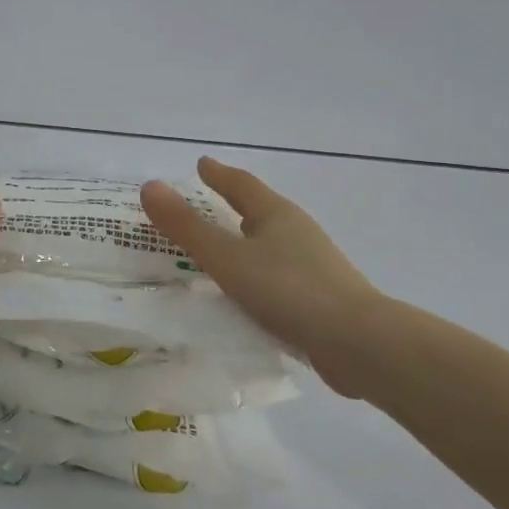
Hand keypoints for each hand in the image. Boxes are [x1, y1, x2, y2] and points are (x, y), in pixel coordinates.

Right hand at [141, 157, 377, 365]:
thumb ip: (187, 227)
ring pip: (270, 246)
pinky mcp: (319, 299)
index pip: (242, 185)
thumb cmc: (288, 290)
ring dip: (246, 243)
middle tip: (206, 204)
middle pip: (260, 212)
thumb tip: (150, 186)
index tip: (201, 164)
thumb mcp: (228, 258)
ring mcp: (313, 266)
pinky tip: (246, 296)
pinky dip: (256, 277)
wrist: (358, 343)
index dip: (219, 175)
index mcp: (277, 215)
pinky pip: (277, 277)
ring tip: (221, 251)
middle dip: (233, 207)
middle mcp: (297, 233)